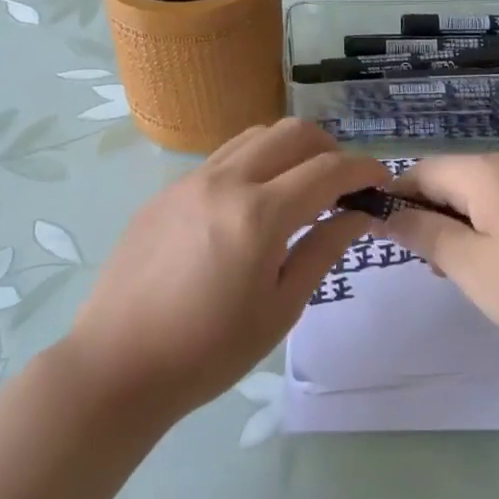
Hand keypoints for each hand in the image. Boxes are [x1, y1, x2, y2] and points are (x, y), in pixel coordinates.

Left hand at [67, 119, 389, 415]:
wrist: (117, 365)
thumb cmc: (209, 351)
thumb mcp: (281, 308)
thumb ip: (323, 250)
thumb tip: (358, 215)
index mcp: (259, 214)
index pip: (328, 170)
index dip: (363, 170)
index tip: (381, 182)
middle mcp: (225, 181)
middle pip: (292, 133)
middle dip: (329, 149)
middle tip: (341, 186)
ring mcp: (190, 181)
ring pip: (255, 136)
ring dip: (289, 150)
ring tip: (298, 188)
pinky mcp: (166, 191)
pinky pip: (222, 158)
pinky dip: (253, 165)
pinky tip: (251, 206)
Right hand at [369, 152, 498, 361]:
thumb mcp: (475, 268)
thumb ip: (426, 236)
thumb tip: (387, 213)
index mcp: (488, 172)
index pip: (422, 171)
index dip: (397, 201)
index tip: (386, 240)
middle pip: (455, 180)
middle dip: (434, 218)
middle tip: (437, 269)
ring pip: (486, 194)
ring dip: (466, 227)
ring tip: (473, 274)